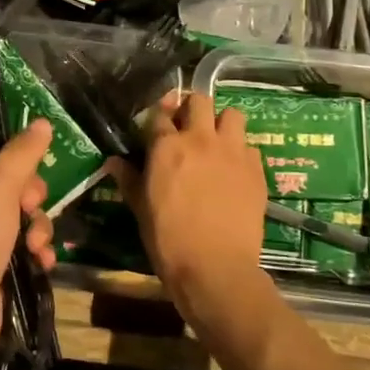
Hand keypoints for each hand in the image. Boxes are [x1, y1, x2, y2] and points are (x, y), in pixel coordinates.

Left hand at [0, 119, 57, 362]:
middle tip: (31, 210)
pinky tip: (41, 263)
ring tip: (36, 247)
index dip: (15, 165)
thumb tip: (43, 121)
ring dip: (36, 229)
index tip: (29, 177)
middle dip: (31, 201)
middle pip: (9, 186)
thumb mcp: (0, 186)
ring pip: (18, 218)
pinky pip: (17, 247)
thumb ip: (23, 153)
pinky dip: (32, 253)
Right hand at [114, 91, 268, 322]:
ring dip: (222, 123)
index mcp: (167, 146)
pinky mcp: (256, 169)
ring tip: (217, 142)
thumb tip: (113, 162)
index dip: (158, 119)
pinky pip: (250, 146)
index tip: (158, 129)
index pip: (160, 114)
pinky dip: (241, 152)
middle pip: (199, 100)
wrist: (216, 269)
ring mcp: (232, 152)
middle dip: (192, 109)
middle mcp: (200, 139)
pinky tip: (235, 170)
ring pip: (232, 115)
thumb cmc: (169, 240)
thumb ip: (129, 179)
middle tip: (189, 129)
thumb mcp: (141, 209)